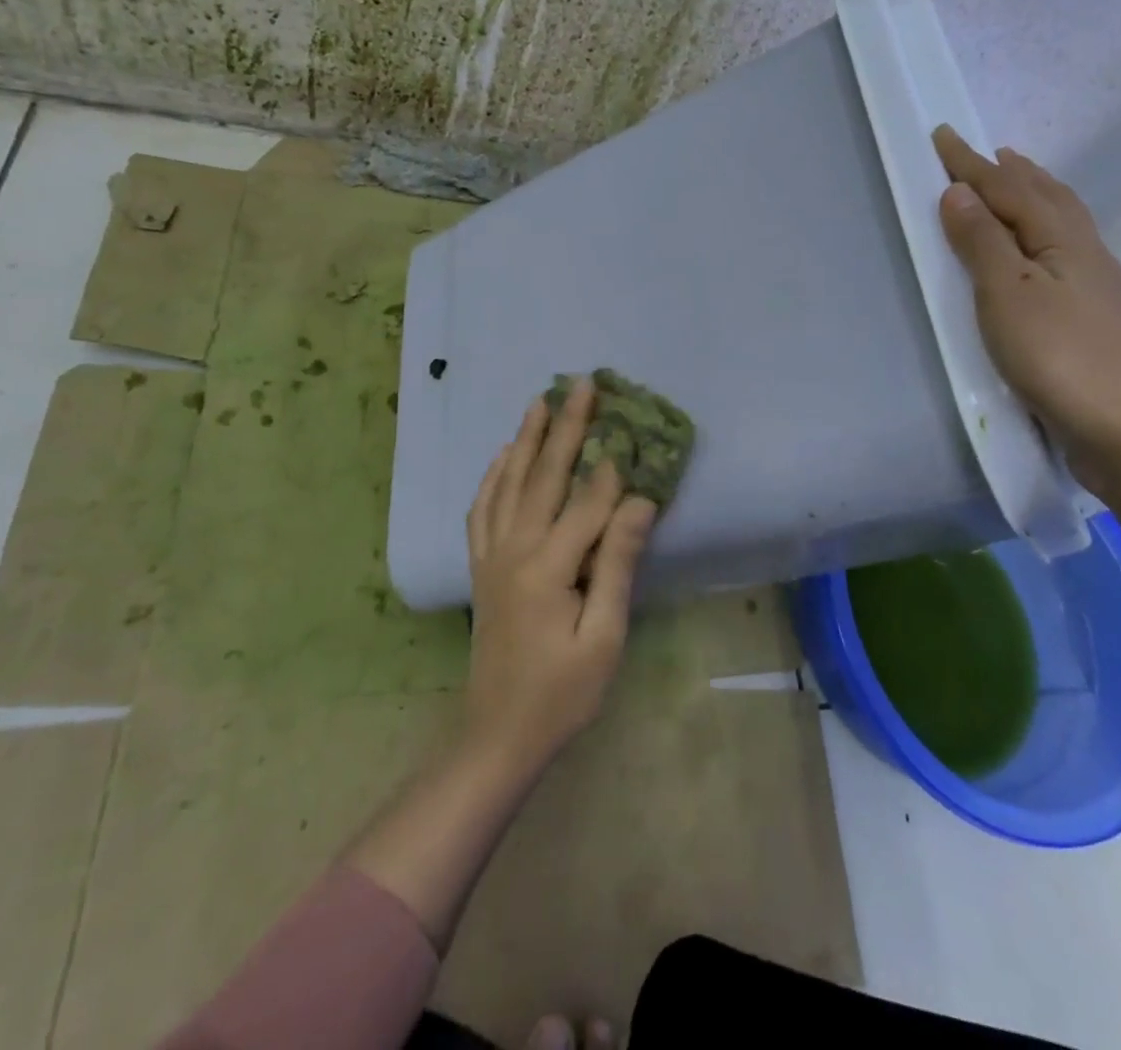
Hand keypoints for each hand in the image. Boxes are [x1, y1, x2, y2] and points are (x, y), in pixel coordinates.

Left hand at [464, 378, 657, 776]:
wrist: (498, 735)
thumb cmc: (561, 694)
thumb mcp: (604, 638)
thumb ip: (618, 565)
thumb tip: (638, 502)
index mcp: (547, 568)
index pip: (587, 503)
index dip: (612, 467)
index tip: (631, 428)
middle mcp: (514, 550)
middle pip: (542, 475)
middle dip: (566, 426)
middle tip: (580, 385)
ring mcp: (492, 556)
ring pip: (508, 483)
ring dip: (526, 438)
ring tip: (539, 401)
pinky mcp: (481, 567)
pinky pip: (482, 509)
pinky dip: (492, 476)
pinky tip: (501, 456)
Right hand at [931, 125, 1120, 494]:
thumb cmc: (1059, 356)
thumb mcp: (1008, 294)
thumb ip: (982, 242)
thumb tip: (958, 192)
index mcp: (1062, 239)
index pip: (1009, 189)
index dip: (972, 164)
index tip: (943, 136)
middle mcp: (1085, 252)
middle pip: (1046, 198)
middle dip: (1013, 173)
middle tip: (991, 153)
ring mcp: (1096, 286)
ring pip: (1062, 224)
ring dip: (1035, 198)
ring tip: (1017, 186)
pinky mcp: (1095, 318)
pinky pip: (1065, 253)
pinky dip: (1045, 235)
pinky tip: (1041, 253)